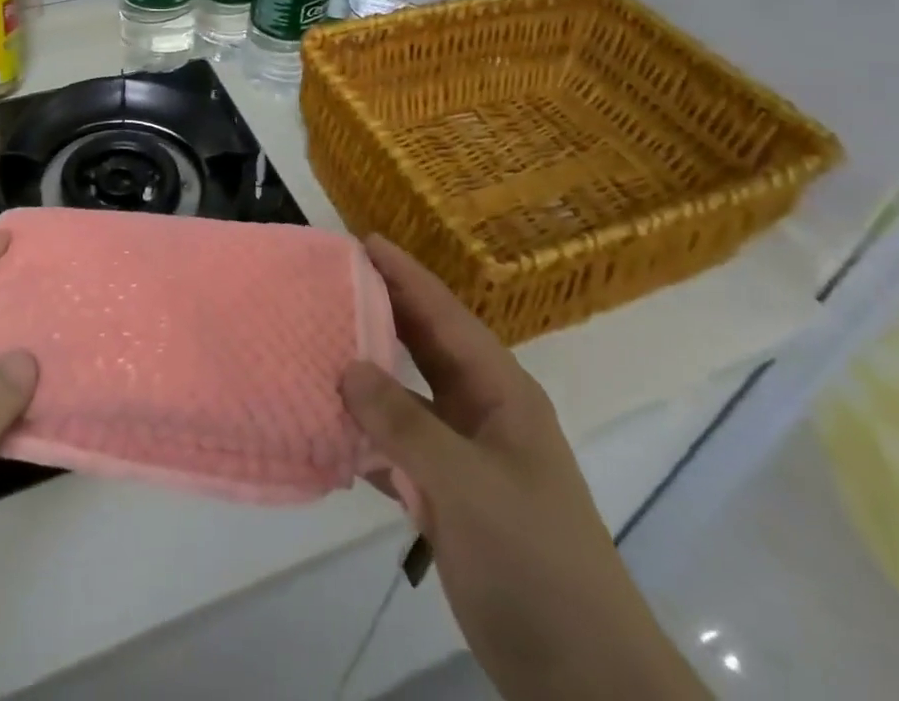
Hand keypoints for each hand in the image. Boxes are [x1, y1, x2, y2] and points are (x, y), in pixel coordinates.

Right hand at [341, 237, 706, 700]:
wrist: (580, 674)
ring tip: (318, 341)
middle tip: (332, 281)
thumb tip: (347, 367)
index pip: (446, 316)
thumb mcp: (466, 483)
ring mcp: (465, 456)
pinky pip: (398, 448)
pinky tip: (328, 425)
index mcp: (500, 392)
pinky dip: (366, 434)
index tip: (364, 241)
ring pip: (408, 397)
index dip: (406, 276)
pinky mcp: (448, 498)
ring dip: (368, 374)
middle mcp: (482, 412)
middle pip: (426, 347)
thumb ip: (404, 423)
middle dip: (384, 311)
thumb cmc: (532, 559)